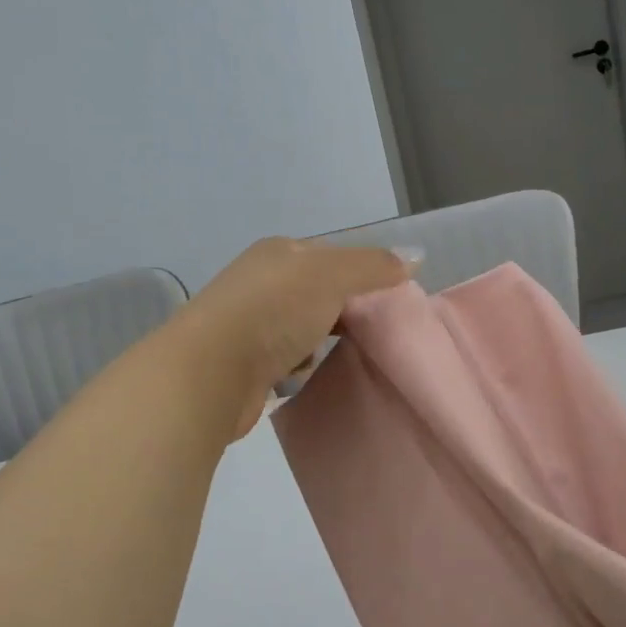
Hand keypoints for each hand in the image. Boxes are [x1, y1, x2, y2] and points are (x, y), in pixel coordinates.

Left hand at [175, 237, 418, 439]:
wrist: (210, 372)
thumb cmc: (274, 312)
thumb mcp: (331, 276)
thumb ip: (373, 266)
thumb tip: (416, 255)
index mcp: (278, 252)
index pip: (332, 255)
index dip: (364, 273)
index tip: (390, 299)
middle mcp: (260, 282)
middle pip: (317, 293)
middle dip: (344, 310)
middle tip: (376, 331)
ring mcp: (248, 323)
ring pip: (302, 327)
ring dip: (321, 340)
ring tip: (347, 353)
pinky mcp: (243, 363)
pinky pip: (285, 359)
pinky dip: (300, 366)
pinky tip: (308, 374)